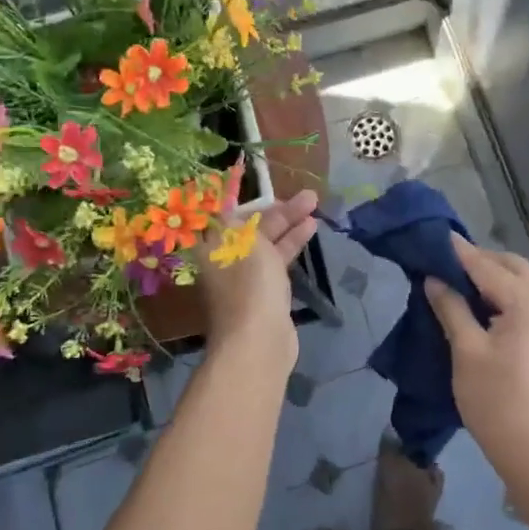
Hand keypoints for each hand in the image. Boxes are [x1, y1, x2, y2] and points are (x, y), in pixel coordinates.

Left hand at [199, 188, 319, 369]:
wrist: (258, 341)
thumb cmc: (249, 284)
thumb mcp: (248, 242)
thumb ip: (249, 221)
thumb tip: (235, 208)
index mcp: (212, 246)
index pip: (229, 213)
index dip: (253, 199)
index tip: (275, 188)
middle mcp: (225, 259)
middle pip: (253, 228)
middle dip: (280, 211)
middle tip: (309, 196)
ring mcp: (246, 278)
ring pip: (269, 244)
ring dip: (291, 226)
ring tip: (316, 209)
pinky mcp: (265, 293)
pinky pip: (278, 261)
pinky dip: (292, 245)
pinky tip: (310, 232)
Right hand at [425, 236, 528, 485]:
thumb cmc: (497, 401)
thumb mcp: (466, 351)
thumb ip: (451, 309)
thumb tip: (434, 280)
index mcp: (527, 303)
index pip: (486, 266)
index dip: (459, 252)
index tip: (435, 235)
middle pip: (511, 267)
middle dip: (480, 260)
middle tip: (445, 262)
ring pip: (520, 284)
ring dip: (492, 277)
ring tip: (457, 282)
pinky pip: (524, 303)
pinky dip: (502, 295)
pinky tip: (479, 307)